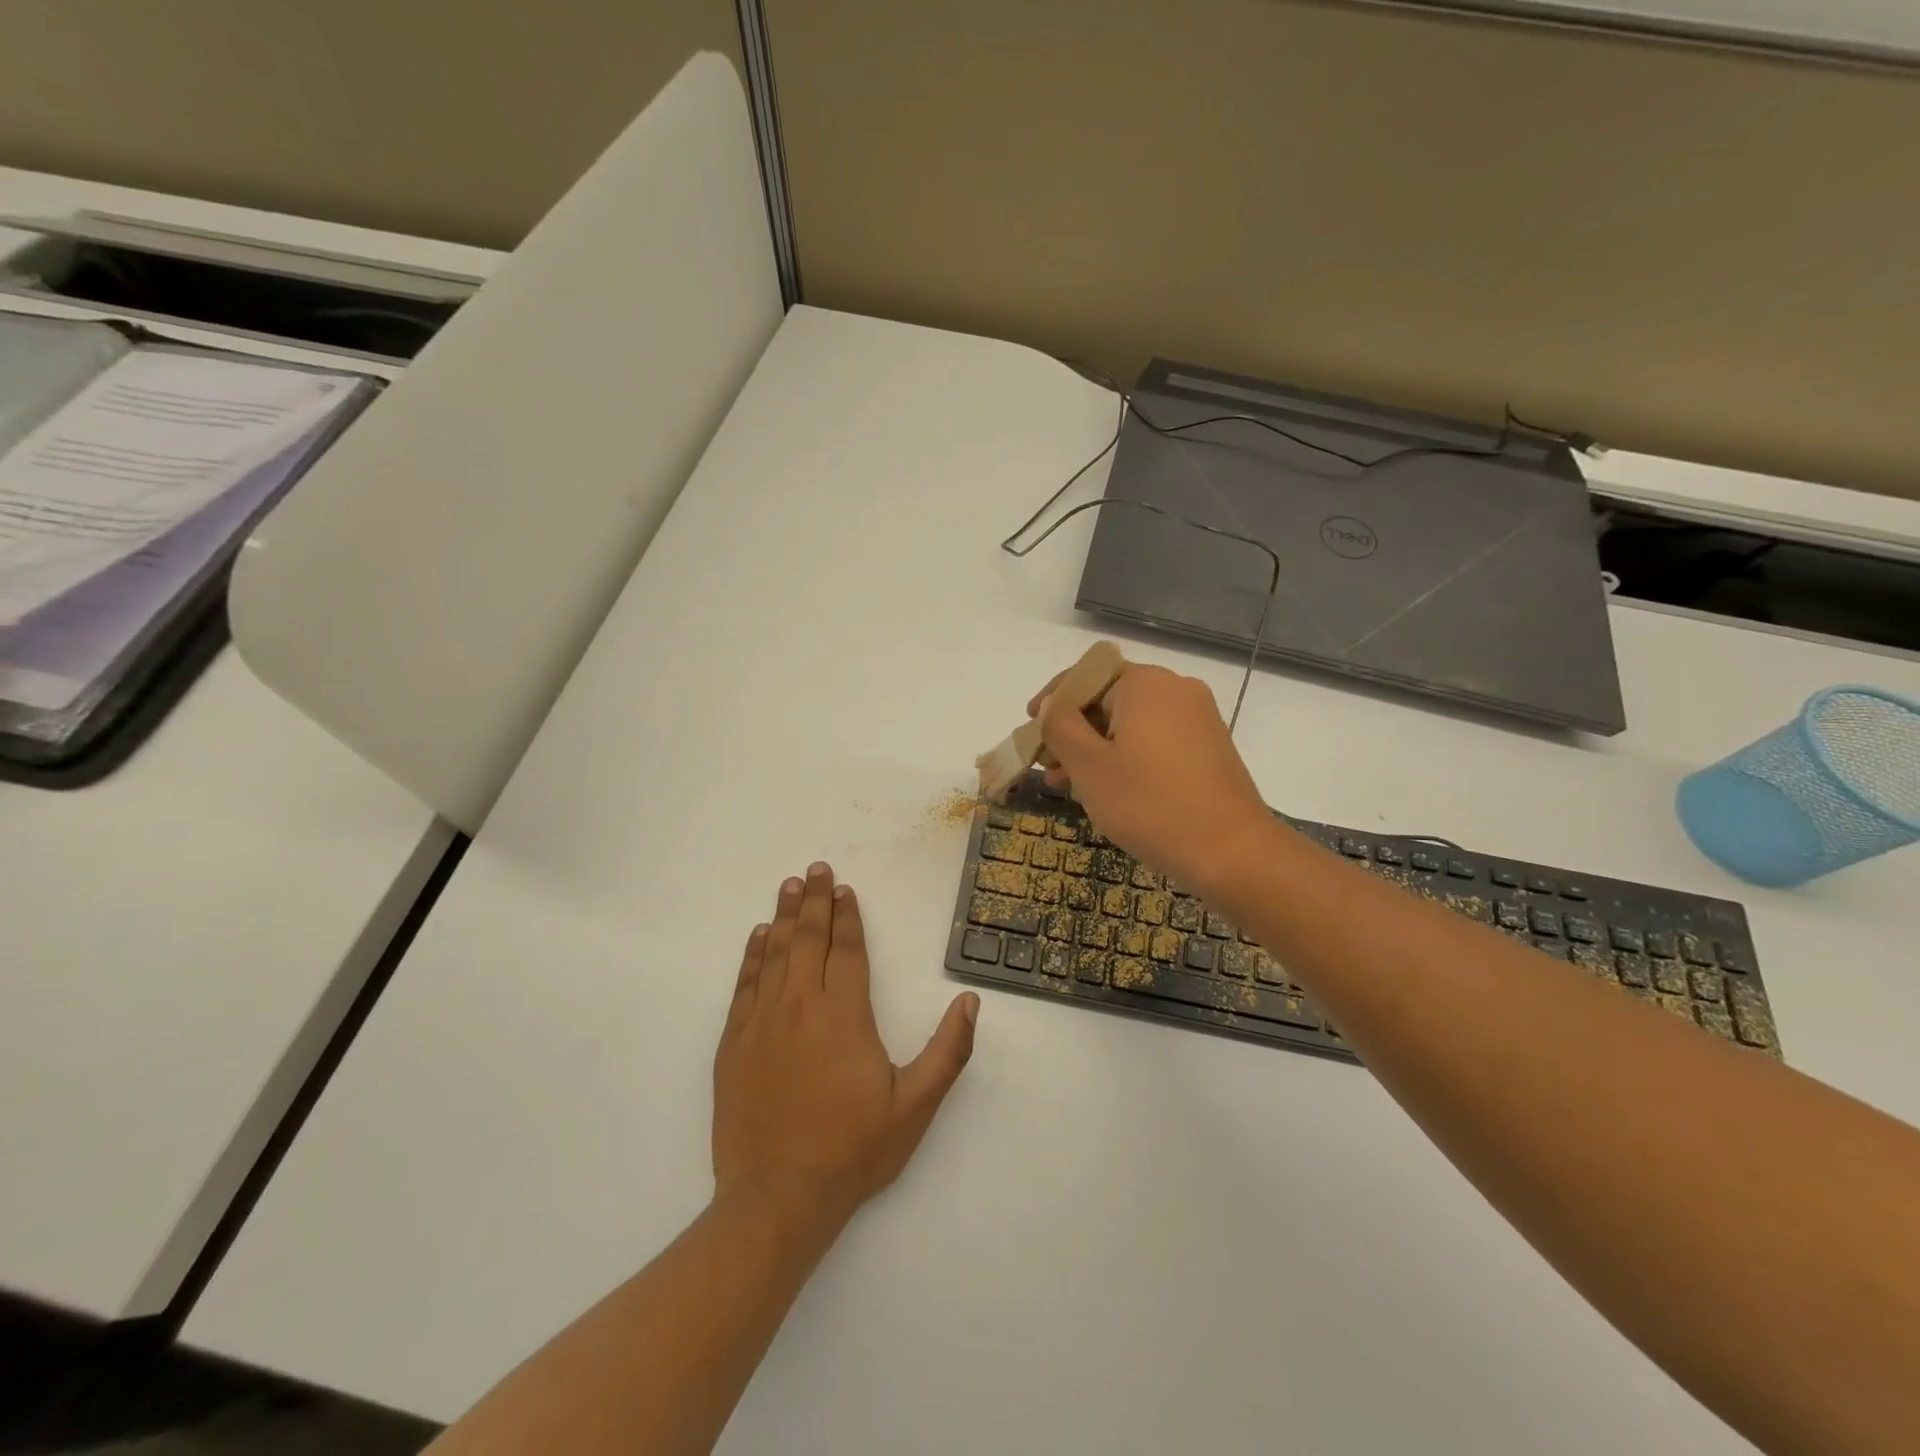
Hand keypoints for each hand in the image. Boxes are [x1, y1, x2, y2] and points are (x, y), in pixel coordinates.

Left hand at [713, 863, 979, 1237]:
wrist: (776, 1199)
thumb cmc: (852, 1151)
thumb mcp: (915, 1107)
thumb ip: (947, 1051)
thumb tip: (970, 1001)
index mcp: (844, 1015)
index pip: (847, 950)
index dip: (847, 916)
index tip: (845, 889)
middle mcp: (801, 1006)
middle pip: (808, 939)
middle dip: (815, 901)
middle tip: (816, 869)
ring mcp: (762, 1022)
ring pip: (775, 953)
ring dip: (785, 916)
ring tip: (790, 886)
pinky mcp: (734, 1043)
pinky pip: (745, 984)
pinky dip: (753, 954)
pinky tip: (759, 936)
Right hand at [1033, 663, 1272, 897]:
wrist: (1232, 853)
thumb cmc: (1150, 804)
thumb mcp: (1089, 765)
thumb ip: (1059, 725)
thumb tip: (1052, 704)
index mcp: (1146, 683)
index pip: (1084, 676)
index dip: (1051, 701)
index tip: (1029, 730)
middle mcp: (1176, 690)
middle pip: (1107, 699)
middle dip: (1072, 731)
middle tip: (1047, 768)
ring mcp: (1198, 719)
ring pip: (1129, 724)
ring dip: (1095, 749)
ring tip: (1069, 786)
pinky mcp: (1208, 748)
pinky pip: (1153, 740)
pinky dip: (1125, 757)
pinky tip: (1109, 791)